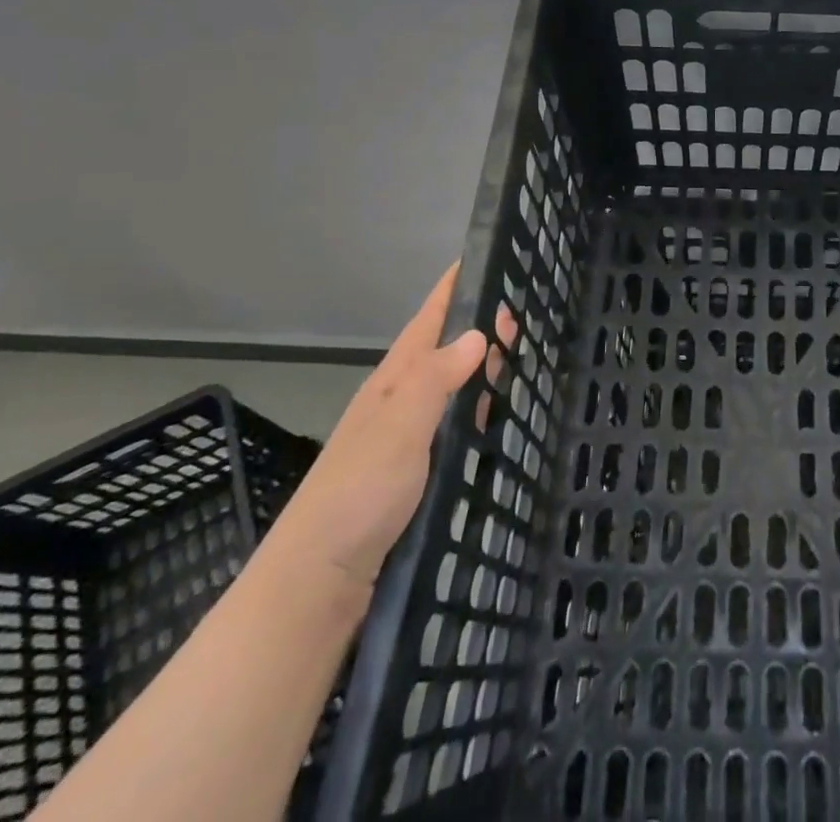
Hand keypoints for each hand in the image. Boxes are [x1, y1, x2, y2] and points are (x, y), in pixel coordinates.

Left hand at [266, 263, 515, 598]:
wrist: (316, 583)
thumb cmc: (358, 494)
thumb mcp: (399, 429)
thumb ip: (436, 380)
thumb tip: (479, 333)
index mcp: (393, 382)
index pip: (428, 320)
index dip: (452, 288)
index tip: (482, 256)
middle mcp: (399, 402)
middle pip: (444, 348)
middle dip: (478, 323)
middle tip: (523, 308)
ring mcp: (406, 437)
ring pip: (451, 385)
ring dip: (482, 364)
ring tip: (519, 352)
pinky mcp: (416, 472)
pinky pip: (455, 422)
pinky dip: (478, 408)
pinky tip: (496, 416)